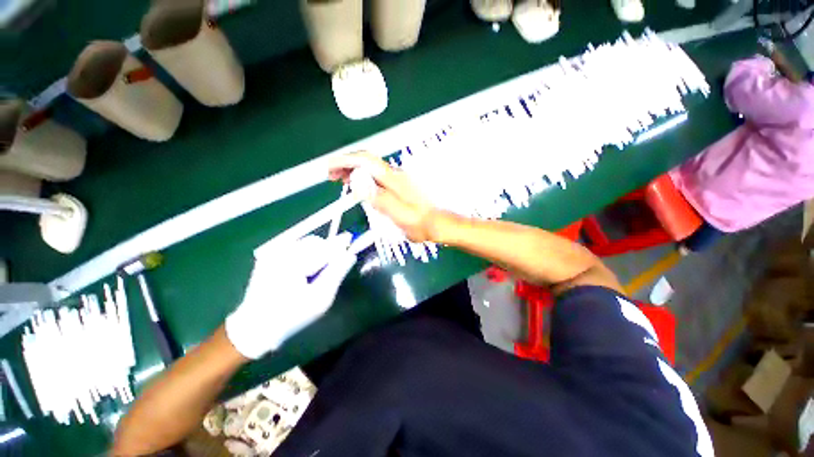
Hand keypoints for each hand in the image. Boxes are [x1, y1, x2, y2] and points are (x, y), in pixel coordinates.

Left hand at [225, 233, 356, 358]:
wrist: (254, 327)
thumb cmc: (291, 316)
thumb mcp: (320, 299)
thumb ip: (336, 273)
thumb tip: (350, 255)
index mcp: (293, 263)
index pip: (325, 248)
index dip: (340, 245)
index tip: (351, 241)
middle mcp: (281, 253)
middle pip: (315, 243)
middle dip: (327, 251)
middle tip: (332, 268)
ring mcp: (273, 254)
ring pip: (306, 244)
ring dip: (317, 253)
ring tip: (316, 273)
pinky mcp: (269, 257)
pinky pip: (296, 249)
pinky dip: (306, 256)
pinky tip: (304, 272)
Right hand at [329, 152, 443, 242]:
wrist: (437, 224)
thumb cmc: (419, 222)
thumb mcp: (399, 213)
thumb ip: (380, 198)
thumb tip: (359, 183)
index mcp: (393, 179)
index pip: (366, 161)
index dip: (346, 161)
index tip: (330, 167)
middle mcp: (394, 175)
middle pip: (367, 161)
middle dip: (346, 164)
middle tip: (331, 176)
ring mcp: (397, 179)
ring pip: (371, 168)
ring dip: (353, 170)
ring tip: (340, 180)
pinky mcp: (397, 185)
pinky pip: (376, 176)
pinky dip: (362, 177)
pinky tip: (358, 185)